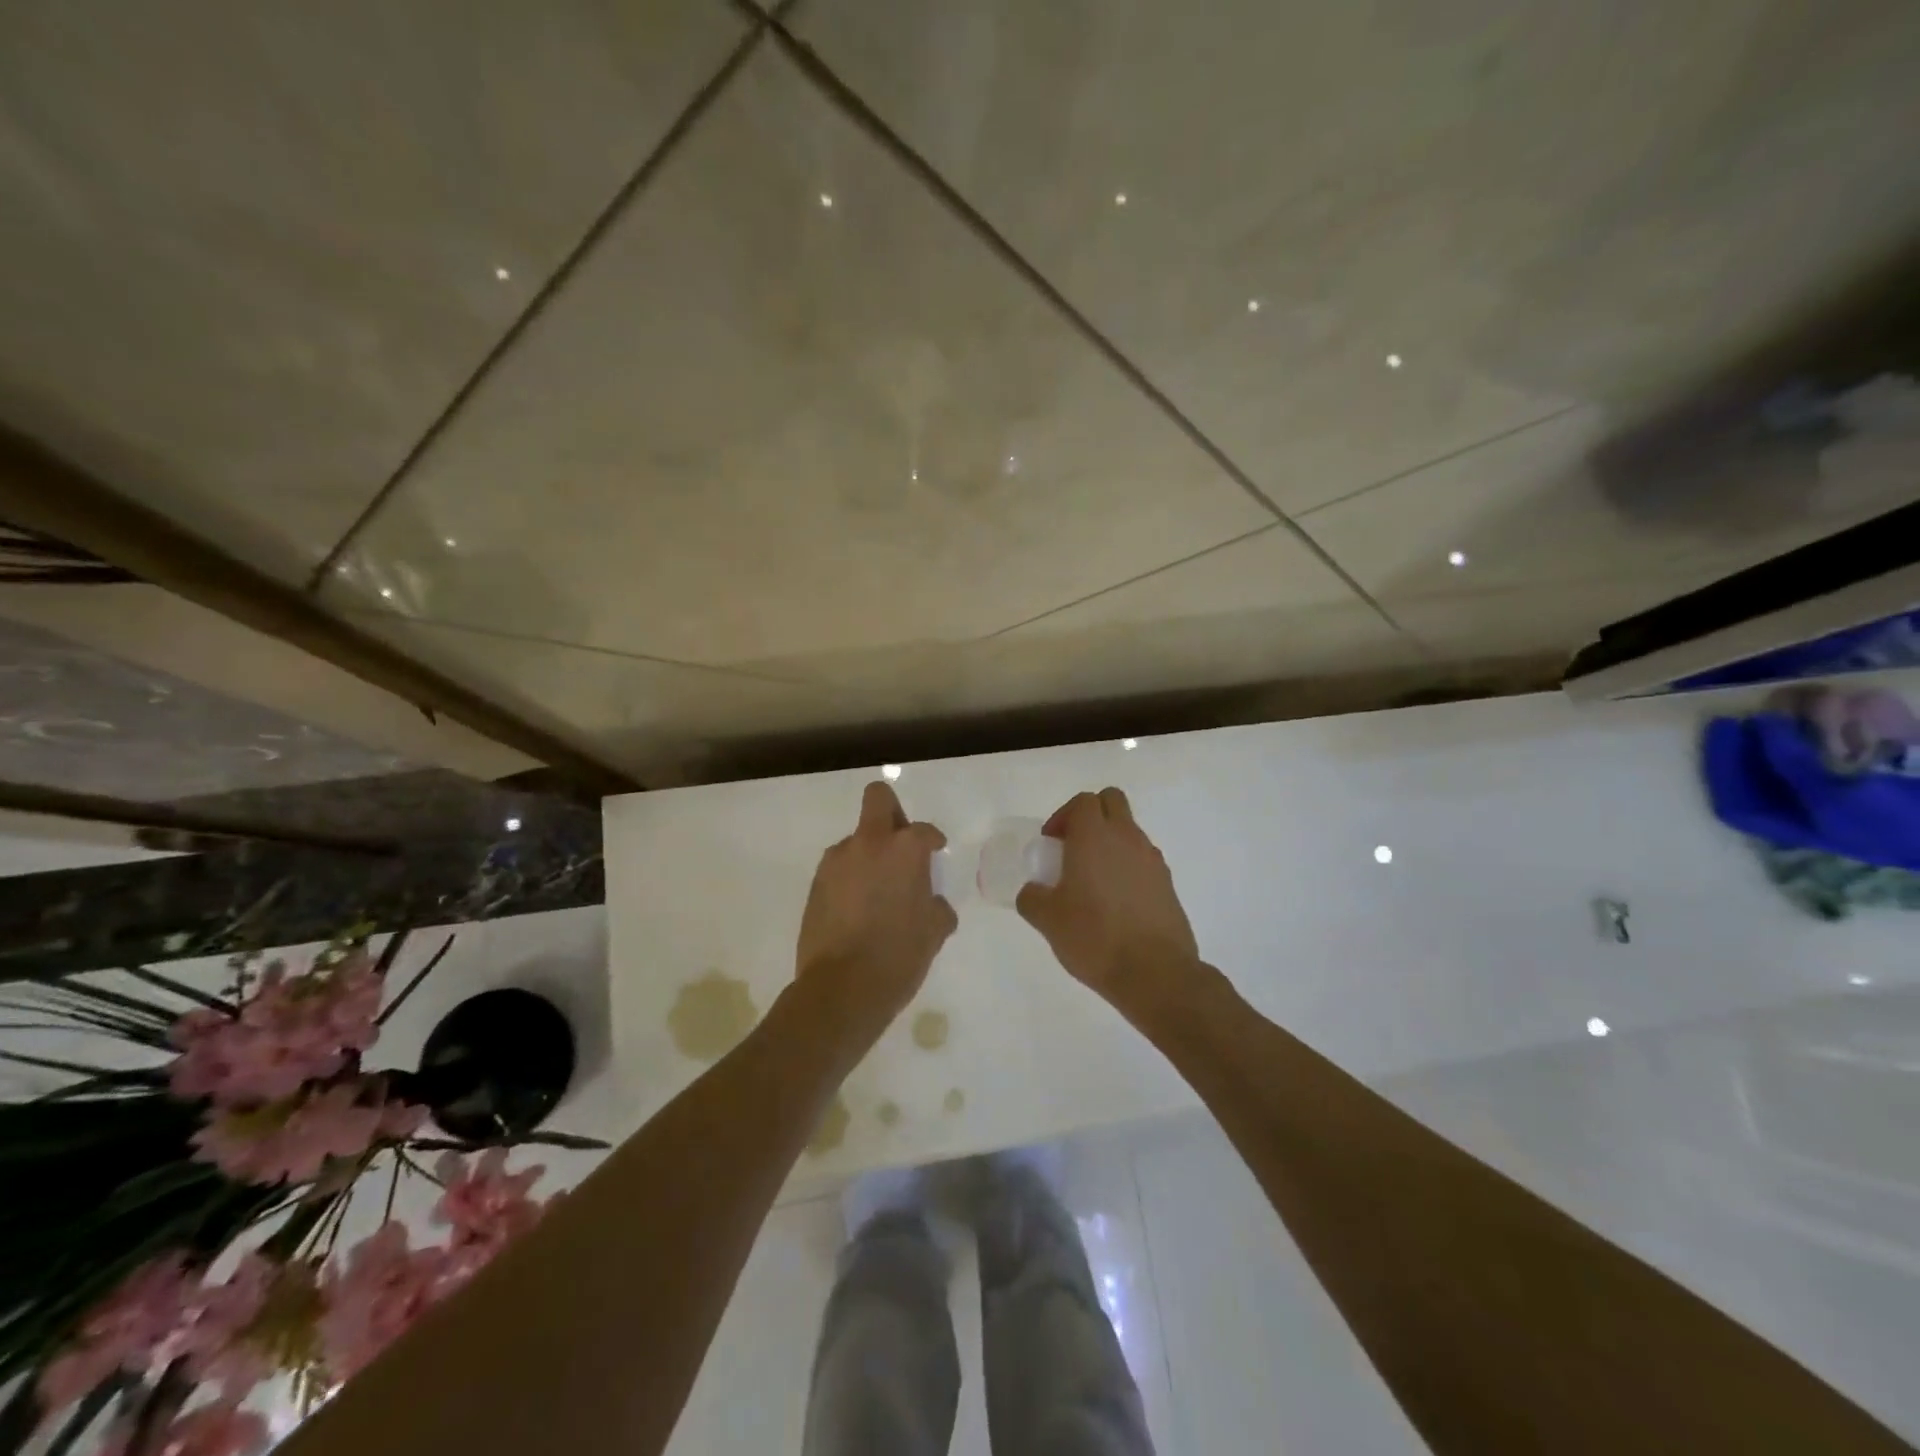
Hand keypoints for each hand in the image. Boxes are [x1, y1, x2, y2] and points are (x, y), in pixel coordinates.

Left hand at [793, 781, 956, 1047]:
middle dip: (892, 812)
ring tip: (877, 894)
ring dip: (869, 855)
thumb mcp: (935, 932)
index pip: (923, 830)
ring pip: (856, 840)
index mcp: (904, 849)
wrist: (842, 989)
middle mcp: (868, 844)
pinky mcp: (815, 884)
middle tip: (900, 845)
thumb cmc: (899, 956)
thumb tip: (931, 903)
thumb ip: (937, 907)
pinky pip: (839, 869)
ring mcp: (836, 862)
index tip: (935, 855)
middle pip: (878, 799)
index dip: (932, 841)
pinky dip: (850, 879)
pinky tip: (857, 911)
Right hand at [1017, 787, 1201, 1017]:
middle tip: (1072, 849)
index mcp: (1095, 837)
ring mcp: (1152, 860)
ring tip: (1093, 883)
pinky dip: (1127, 868)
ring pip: (1130, 831)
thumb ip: (1032, 898)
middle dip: (1091, 816)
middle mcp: (1127, 838)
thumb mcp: (1047, 920)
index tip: (1051, 845)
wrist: (1155, 973)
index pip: (1083, 801)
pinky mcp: (1168, 884)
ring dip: (1110, 843)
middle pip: (1112, 801)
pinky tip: (1116, 904)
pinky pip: (1143, 860)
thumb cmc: (1094, 937)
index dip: (1063, 816)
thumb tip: (1032, 892)